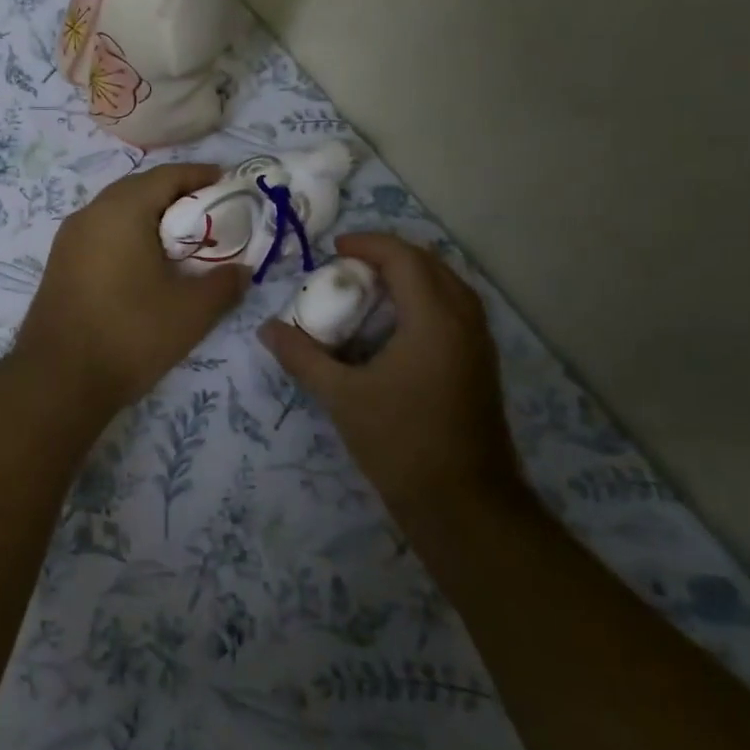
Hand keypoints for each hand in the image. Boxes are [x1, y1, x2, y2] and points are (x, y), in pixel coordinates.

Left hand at [17, 164, 248, 412]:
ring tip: (181, 239)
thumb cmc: (130, 334)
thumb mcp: (191, 312)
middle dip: (176, 194)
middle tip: (209, 213)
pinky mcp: (59, 263)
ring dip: (150, 216)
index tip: (228, 182)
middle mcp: (90, 213)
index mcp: (121, 210)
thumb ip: (224, 284)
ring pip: (117, 211)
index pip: (167, 175)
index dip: (200, 175)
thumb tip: (241, 270)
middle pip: (139, 188)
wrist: (58, 380)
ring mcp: (69, 239)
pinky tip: (145, 263)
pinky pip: (101, 233)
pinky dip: (128, 235)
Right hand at [259, 233, 519, 504]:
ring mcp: (479, 343)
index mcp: (434, 319)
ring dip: (410, 276)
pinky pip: (455, 309)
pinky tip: (396, 327)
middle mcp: (464, 320)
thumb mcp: (342, 397)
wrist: (464, 505)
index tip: (333, 249)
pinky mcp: (481, 364)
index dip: (367, 244)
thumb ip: (303, 357)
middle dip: (389, 255)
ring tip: (371, 289)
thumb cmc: (401, 443)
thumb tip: (267, 329)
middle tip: (350, 266)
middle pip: (430, 263)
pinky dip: (425, 299)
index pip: (403, 257)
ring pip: (448, 285)